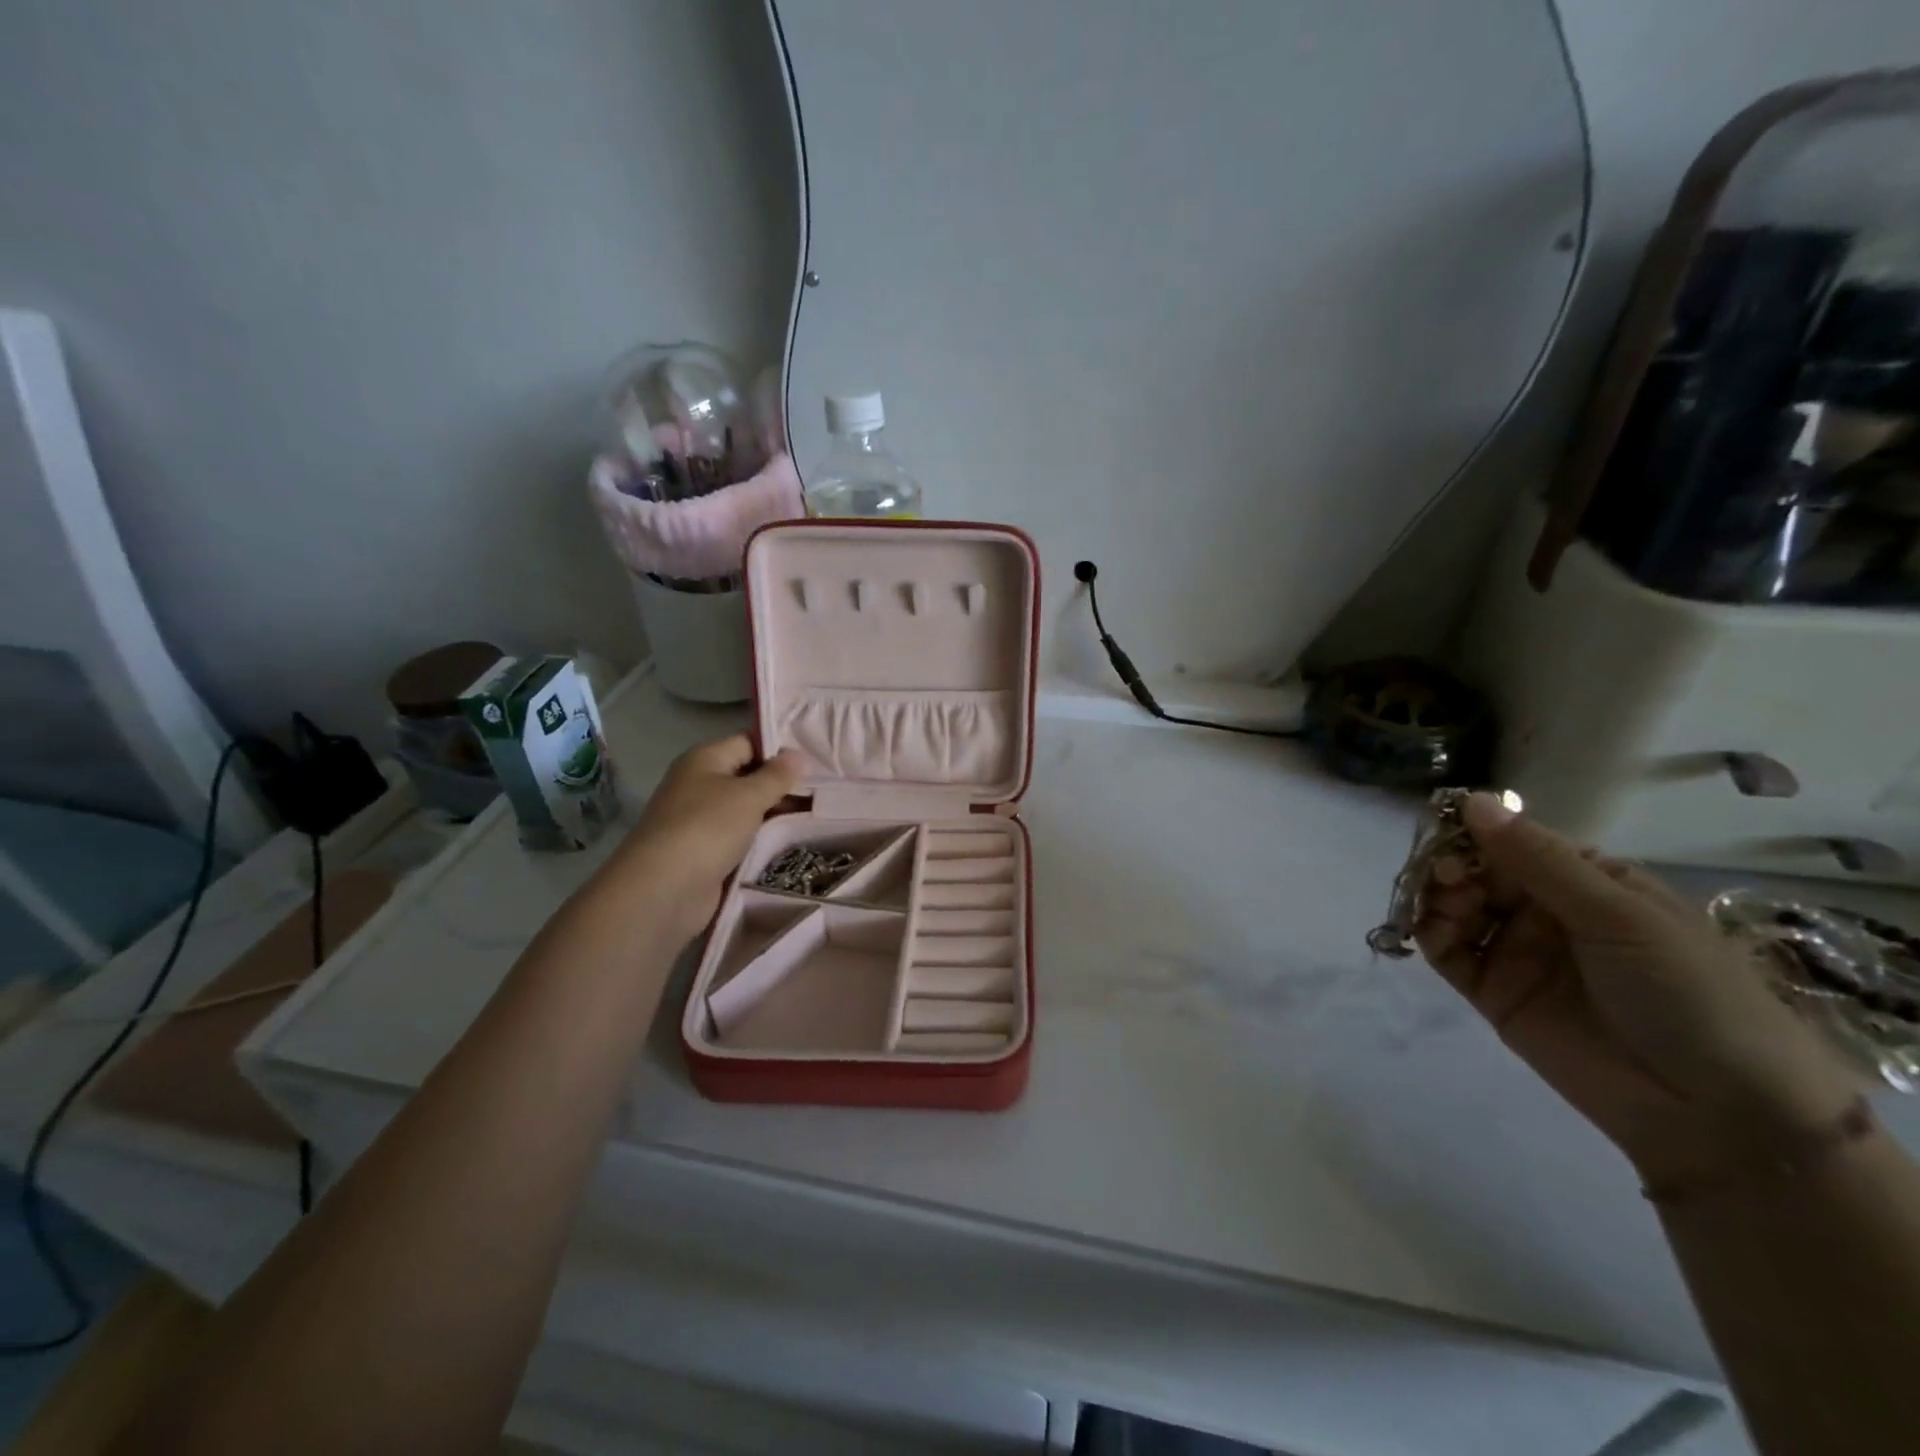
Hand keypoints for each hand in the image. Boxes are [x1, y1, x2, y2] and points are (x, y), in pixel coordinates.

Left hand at [597, 735, 802, 940]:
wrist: (663, 889)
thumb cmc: (707, 828)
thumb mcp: (749, 795)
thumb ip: (777, 775)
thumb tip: (798, 755)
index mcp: (704, 759)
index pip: (748, 743)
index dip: (781, 751)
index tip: (817, 762)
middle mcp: (699, 784)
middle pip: (748, 776)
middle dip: (783, 785)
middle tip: (825, 792)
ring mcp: (700, 819)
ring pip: (747, 809)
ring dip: (775, 814)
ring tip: (817, 816)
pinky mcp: (704, 851)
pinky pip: (740, 836)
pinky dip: (762, 838)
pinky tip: (791, 841)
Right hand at [1415, 794, 1860, 1186]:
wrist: (1717, 1113)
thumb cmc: (1687, 993)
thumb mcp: (1619, 915)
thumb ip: (1538, 860)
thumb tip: (1472, 799)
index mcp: (1589, 883)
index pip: (1516, 842)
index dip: (1477, 833)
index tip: (1446, 831)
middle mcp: (1547, 912)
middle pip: (1478, 872)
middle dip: (1452, 866)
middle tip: (1444, 876)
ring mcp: (1518, 952)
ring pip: (1455, 908)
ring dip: (1436, 897)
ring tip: (1442, 906)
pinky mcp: (1493, 992)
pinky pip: (1448, 952)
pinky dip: (1428, 934)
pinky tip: (1426, 930)